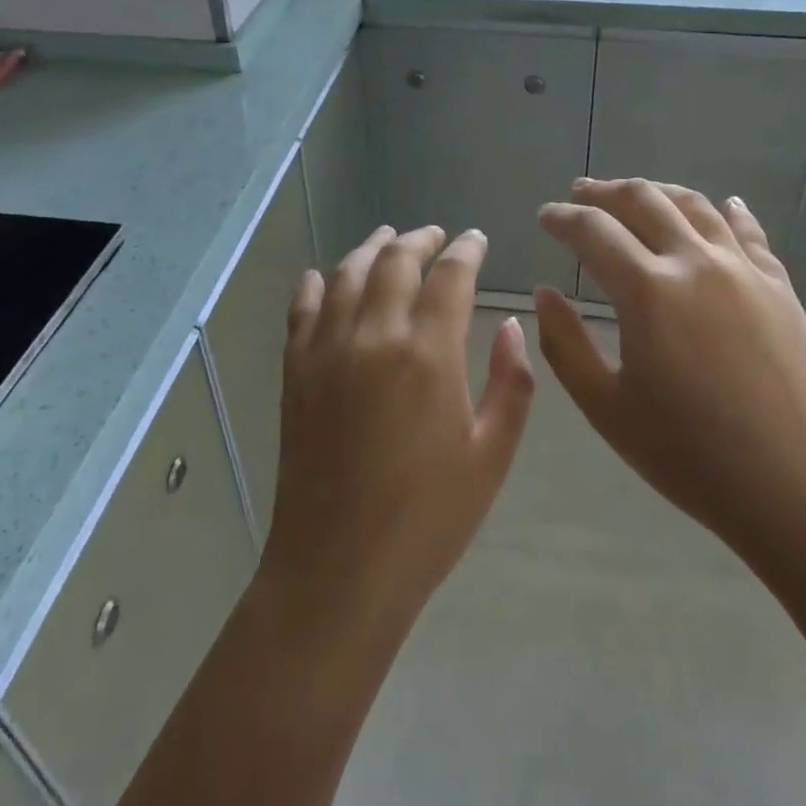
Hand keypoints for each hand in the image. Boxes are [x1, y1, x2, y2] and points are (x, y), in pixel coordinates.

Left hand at [259, 225, 534, 637]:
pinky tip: (320, 275)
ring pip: (346, 275)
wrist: (338, 571)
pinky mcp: (295, 373)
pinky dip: (313, 284)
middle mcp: (374, 336)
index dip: (466, 250)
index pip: (450, 276)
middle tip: (436, 234)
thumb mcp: (491, 456)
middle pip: (395, 262)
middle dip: (420, 239)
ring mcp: (327, 351)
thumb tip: (510, 325)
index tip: (476, 239)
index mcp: (428, 353)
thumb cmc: (427, 518)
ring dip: (371, 249)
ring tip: (388, 237)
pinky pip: (301, 311)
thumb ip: (510, 383)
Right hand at [535, 179, 805, 567]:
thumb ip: (565, 344)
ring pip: (694, 204)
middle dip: (603, 191)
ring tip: (635, 194)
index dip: (562, 217)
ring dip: (657, 191)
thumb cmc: (690, 455)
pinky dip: (725, 210)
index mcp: (648, 290)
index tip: (545, 216)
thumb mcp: (607, 408)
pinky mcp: (778, 285)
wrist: (797, 487)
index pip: (593, 230)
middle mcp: (694, 261)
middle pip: (643, 200)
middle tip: (580, 192)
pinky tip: (721, 204)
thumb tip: (545, 292)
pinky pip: (747, 231)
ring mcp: (742, 268)